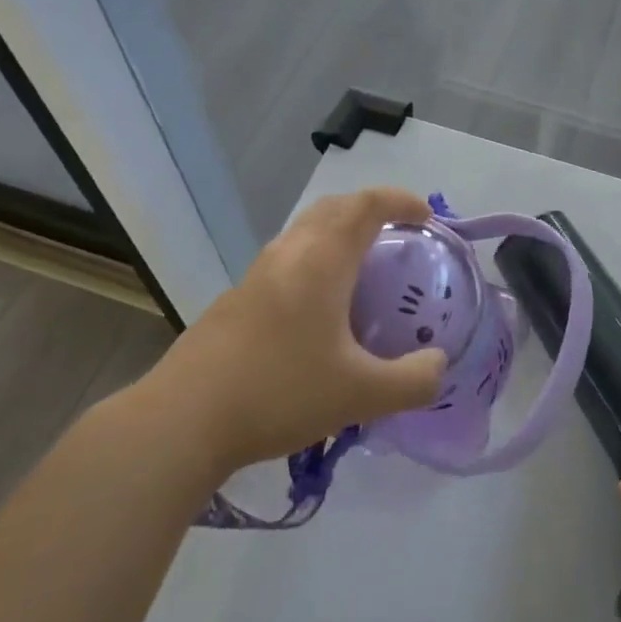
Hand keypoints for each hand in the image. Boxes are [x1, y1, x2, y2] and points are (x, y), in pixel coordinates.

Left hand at [148, 188, 447, 472]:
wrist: (182, 420)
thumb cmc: (279, 392)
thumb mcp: (360, 394)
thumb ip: (413, 380)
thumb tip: (439, 364)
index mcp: (322, 261)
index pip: (366, 205)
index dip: (400, 201)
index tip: (426, 217)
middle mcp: (288, 254)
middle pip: (333, 208)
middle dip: (370, 210)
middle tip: (398, 236)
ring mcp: (256, 275)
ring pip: (304, 233)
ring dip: (338, 234)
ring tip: (362, 270)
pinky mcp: (235, 300)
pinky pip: (286, 261)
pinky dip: (314, 262)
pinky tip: (318, 311)